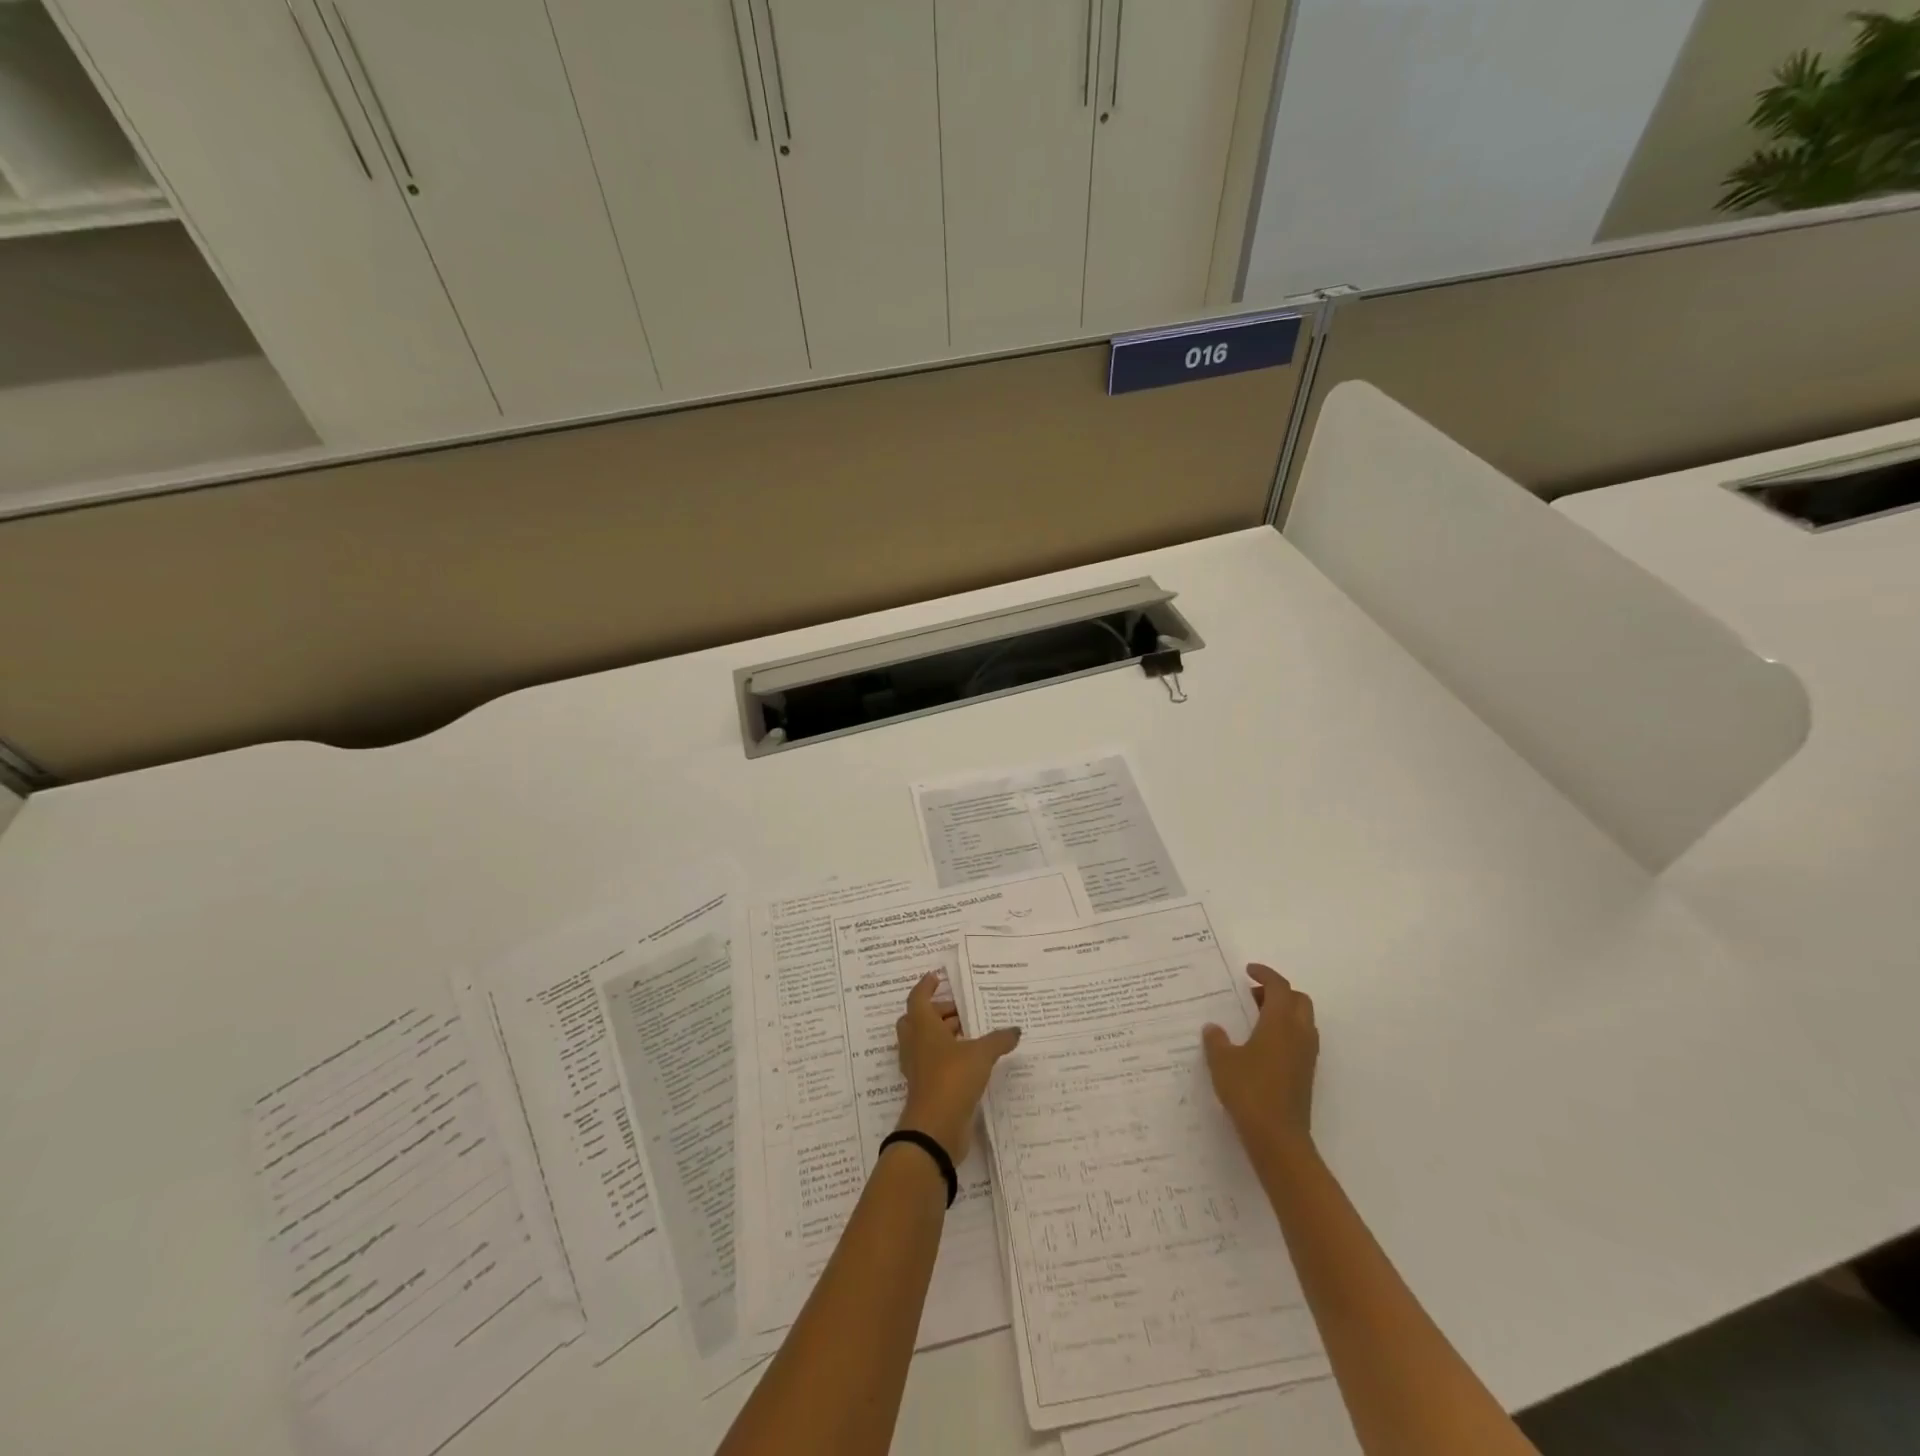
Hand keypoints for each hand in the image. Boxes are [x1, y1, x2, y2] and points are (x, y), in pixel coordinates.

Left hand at [895, 972, 1021, 1160]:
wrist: (935, 1129)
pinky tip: (970, 1060)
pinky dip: (946, 1056)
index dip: (926, 986)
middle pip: (917, 1019)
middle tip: (959, 1011)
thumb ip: (999, 1040)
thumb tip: (1015, 1030)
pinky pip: (932, 1063)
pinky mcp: (925, 1088)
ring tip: (969, 1034)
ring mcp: (918, 1068)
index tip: (937, 977)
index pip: (918, 998)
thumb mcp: (982, 1055)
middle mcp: (916, 1044)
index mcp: (923, 1027)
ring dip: (942, 1034)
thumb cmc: (952, 1078)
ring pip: (924, 1042)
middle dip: (937, 1012)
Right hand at [1202, 964, 1317, 1150]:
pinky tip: (1261, 1045)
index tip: (1248, 971)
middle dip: (1277, 992)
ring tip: (1254, 1019)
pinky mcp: (1306, 1074)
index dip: (1265, 974)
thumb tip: (1213, 1028)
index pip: (1279, 987)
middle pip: (1298, 1000)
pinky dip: (1285, 1032)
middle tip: (1251, 995)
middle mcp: (1299, 1034)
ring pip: (1302, 1020)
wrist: (1278, 1137)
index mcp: (1280, 1023)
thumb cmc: (1249, 1090)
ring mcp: (1306, 1056)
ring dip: (1283, 1012)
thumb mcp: (1222, 1061)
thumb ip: (1216, 1040)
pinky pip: (1300, 1040)